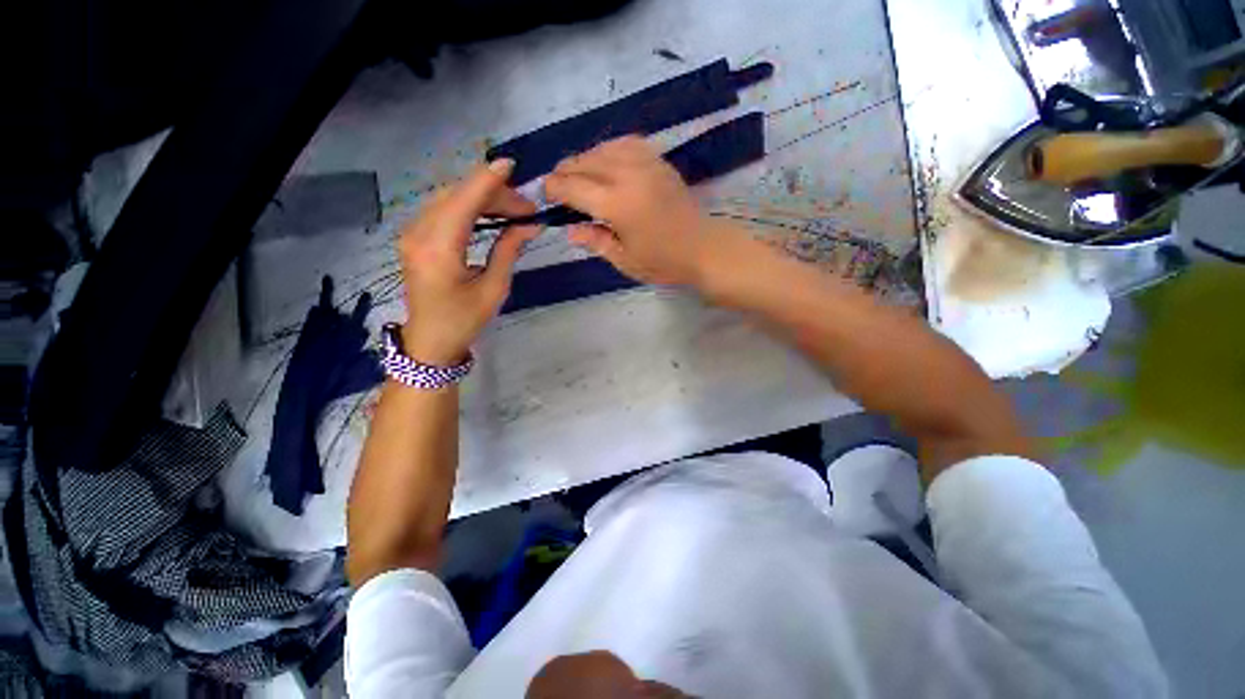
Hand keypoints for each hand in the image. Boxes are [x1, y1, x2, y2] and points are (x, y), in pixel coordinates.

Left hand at [398, 159, 538, 365]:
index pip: (464, 201)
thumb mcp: (494, 288)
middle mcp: (418, 233)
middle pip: (456, 195)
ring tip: (513, 210)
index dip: (488, 180)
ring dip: (481, 198)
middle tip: (525, 208)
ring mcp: (412, 233)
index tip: (512, 166)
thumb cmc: (465, 320)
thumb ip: (508, 250)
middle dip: (492, 193)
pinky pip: (442, 209)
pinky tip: (488, 213)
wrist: (430, 340)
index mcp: (439, 249)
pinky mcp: (414, 237)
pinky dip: (467, 205)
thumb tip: (530, 225)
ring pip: (448, 198)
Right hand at [544, 136, 714, 285]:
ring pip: (603, 148)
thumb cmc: (663, 261)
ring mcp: (645, 163)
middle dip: (565, 172)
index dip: (554, 189)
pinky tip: (606, 162)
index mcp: (617, 205)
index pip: (573, 187)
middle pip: (585, 162)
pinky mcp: (658, 160)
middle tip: (558, 187)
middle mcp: (628, 175)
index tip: (546, 195)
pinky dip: (608, 149)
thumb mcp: (625, 260)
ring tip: (579, 175)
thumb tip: (569, 230)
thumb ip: (595, 241)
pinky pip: (625, 143)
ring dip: (585, 159)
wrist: (702, 247)